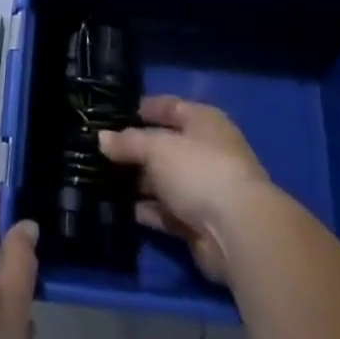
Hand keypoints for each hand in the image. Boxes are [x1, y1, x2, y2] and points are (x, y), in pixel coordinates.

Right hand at [99, 96, 269, 282]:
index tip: (112, 114)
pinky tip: (121, 208)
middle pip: (165, 145)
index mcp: (204, 121)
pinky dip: (147, 210)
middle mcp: (207, 151)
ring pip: (164, 180)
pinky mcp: (200, 223)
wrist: (238, 232)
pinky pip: (167, 211)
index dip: (143, 109)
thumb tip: (102, 138)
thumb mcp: (156, 147)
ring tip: (102, 179)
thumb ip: (128, 142)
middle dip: (136, 149)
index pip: (170, 107)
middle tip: (101, 150)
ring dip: (139, 182)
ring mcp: (205, 189)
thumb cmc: (198, 170)